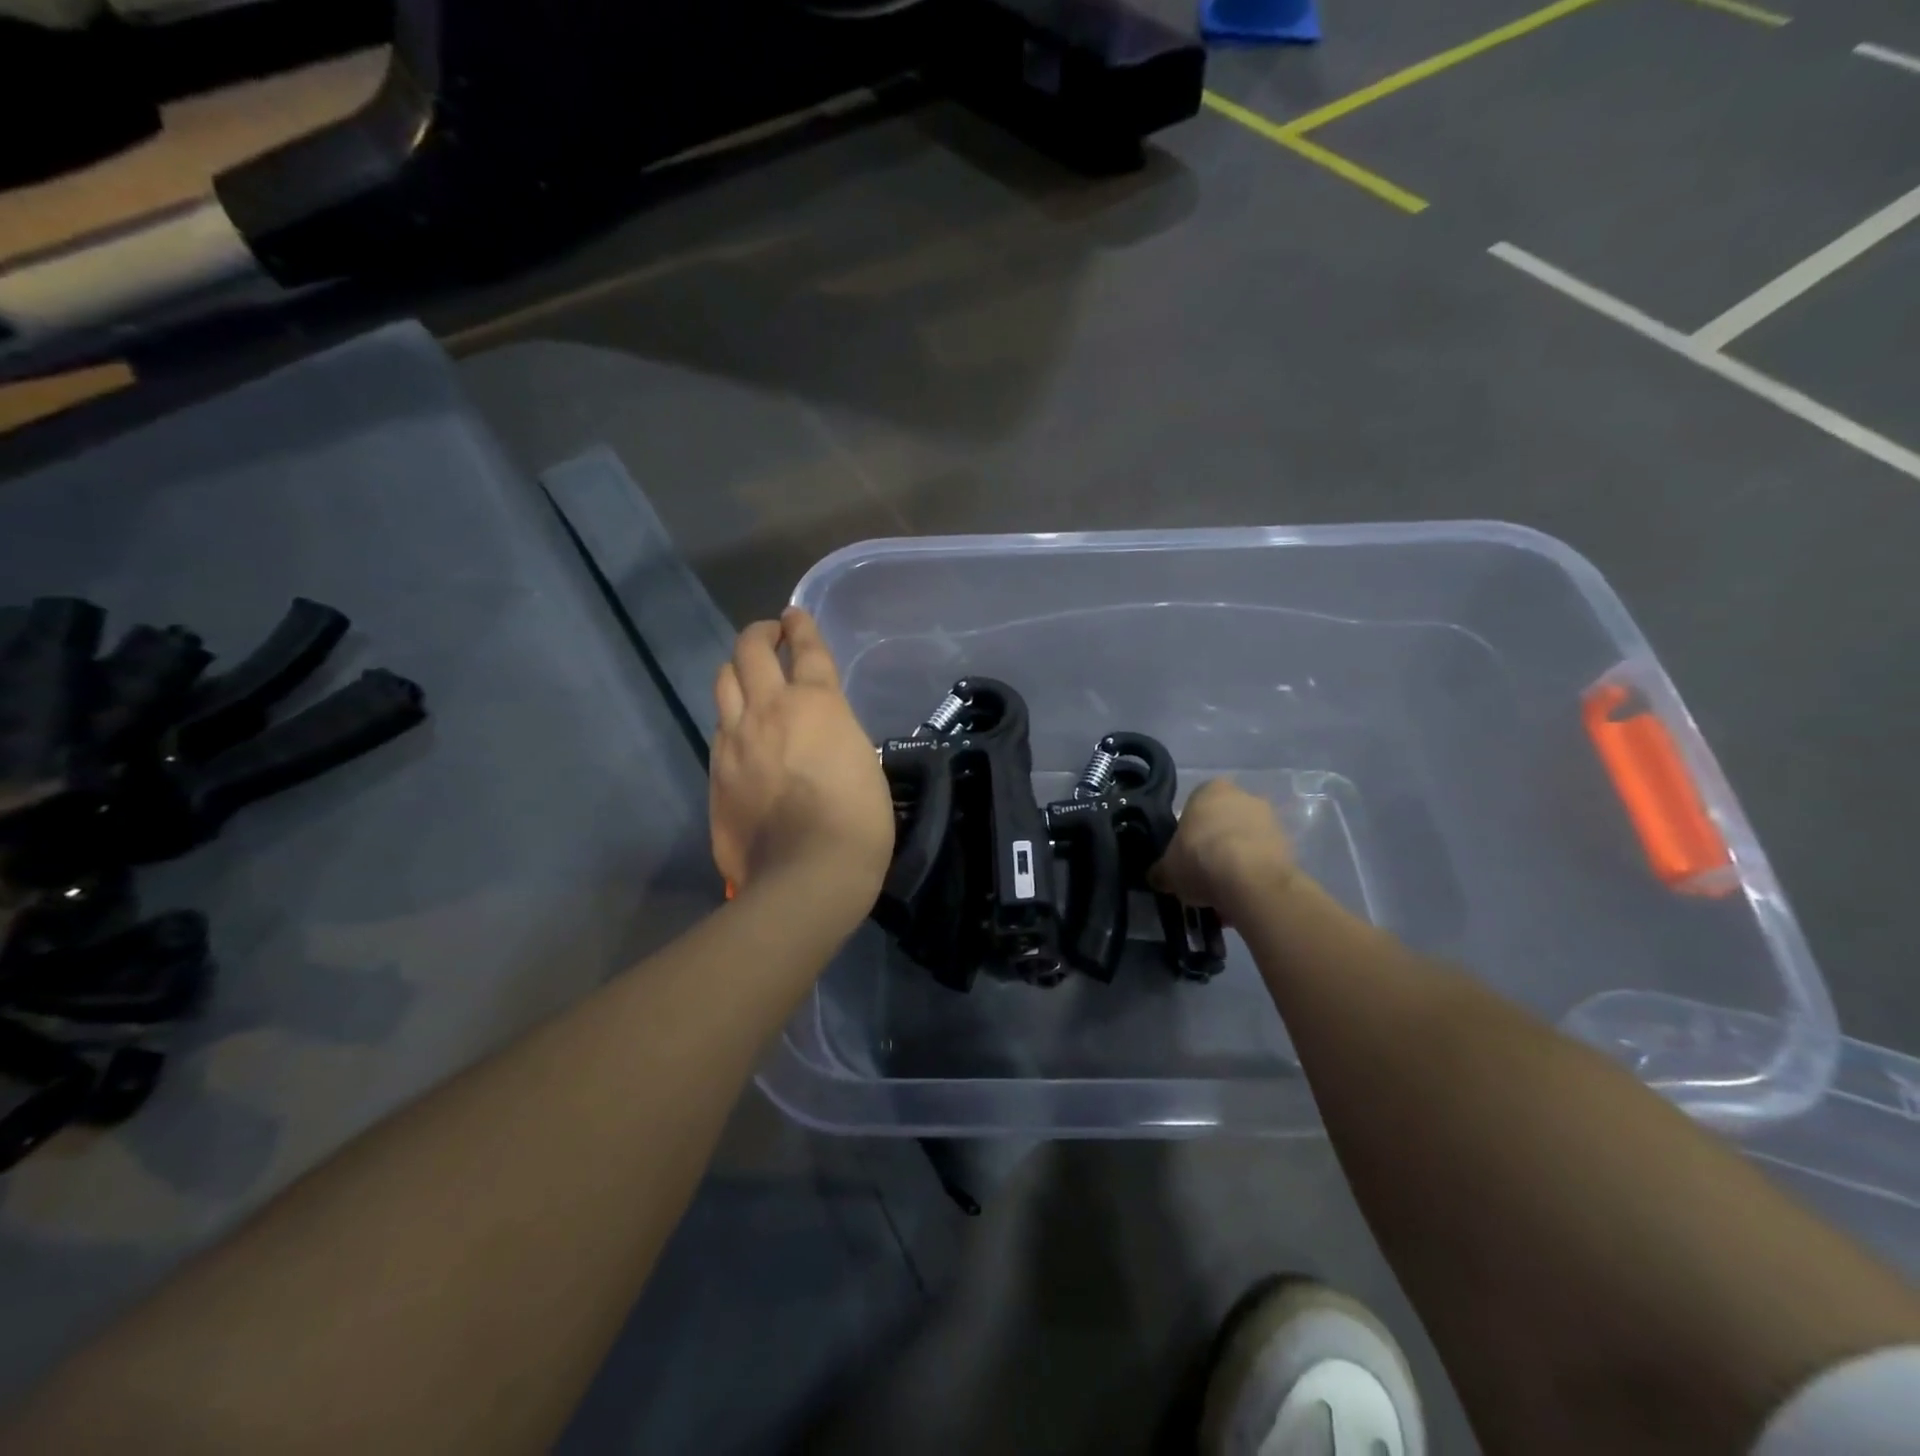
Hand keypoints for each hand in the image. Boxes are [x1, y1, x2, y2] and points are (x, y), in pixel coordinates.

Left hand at [711, 608, 892, 911]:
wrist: (807, 873)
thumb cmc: (857, 821)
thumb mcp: (864, 764)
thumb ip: (836, 735)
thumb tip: (820, 738)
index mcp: (817, 704)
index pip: (807, 649)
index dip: (802, 626)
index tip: (795, 615)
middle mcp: (770, 710)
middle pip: (750, 651)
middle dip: (760, 634)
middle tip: (770, 635)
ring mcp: (735, 740)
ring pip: (723, 682)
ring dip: (737, 669)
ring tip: (748, 675)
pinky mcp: (715, 772)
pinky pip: (719, 728)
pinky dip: (731, 717)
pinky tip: (741, 731)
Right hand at [1148, 778, 1294, 923]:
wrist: (1249, 880)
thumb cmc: (1199, 859)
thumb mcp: (1167, 869)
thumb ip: (1161, 870)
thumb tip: (1157, 877)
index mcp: (1209, 789)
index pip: (1194, 808)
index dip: (1188, 835)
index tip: (1185, 857)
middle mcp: (1243, 795)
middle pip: (1223, 823)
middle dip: (1215, 846)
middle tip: (1204, 875)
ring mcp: (1270, 819)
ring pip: (1246, 842)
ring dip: (1237, 862)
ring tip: (1224, 894)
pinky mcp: (1290, 844)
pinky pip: (1264, 860)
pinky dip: (1254, 875)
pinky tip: (1243, 897)